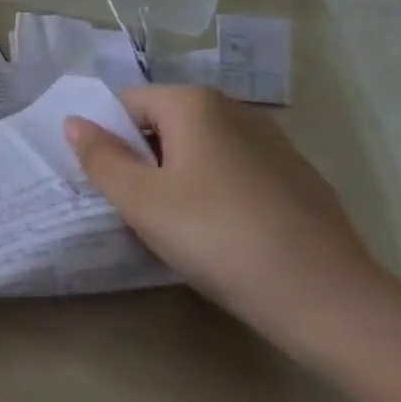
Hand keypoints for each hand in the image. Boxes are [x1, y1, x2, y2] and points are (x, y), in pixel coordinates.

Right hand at [64, 86, 396, 350]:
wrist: (326, 297)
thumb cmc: (217, 237)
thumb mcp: (141, 201)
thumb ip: (100, 157)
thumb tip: (74, 121)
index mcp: (194, 104)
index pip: (127, 103)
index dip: (108, 139)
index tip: (108, 184)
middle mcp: (235, 110)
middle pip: (164, 124)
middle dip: (143, 159)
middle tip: (136, 208)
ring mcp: (274, 144)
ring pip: (201, 150)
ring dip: (178, 177)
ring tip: (177, 226)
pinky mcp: (297, 179)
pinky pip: (236, 173)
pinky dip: (216, 193)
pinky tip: (223, 236)